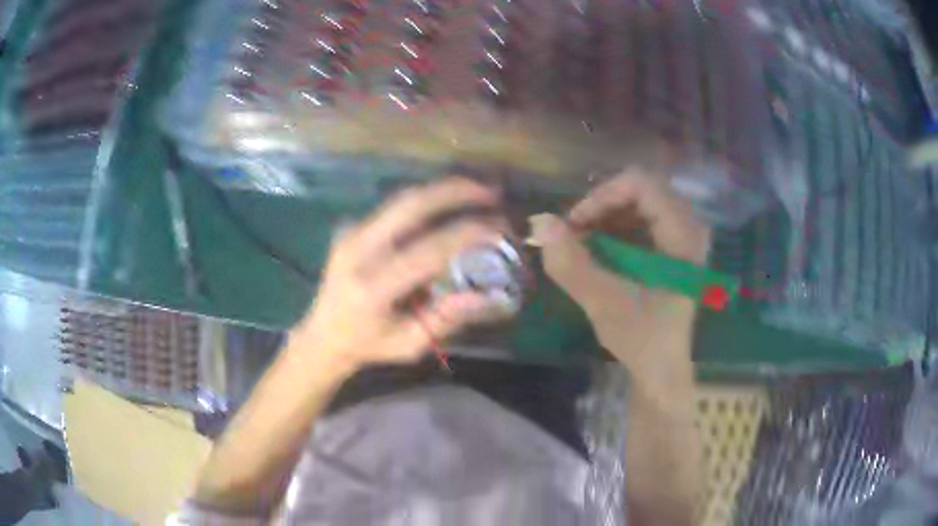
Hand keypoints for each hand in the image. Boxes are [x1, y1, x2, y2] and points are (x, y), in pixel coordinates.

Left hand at [291, 178, 507, 374]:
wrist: (323, 334)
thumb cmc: (369, 345)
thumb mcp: (411, 344)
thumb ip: (447, 319)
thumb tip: (490, 295)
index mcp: (372, 287)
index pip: (427, 250)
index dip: (467, 234)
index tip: (499, 228)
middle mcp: (358, 251)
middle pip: (410, 205)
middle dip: (455, 192)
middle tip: (491, 192)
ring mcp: (351, 234)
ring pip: (402, 198)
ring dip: (442, 190)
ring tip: (476, 191)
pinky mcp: (350, 227)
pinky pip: (394, 207)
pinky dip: (426, 201)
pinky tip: (448, 205)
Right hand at [531, 169, 709, 376]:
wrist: (663, 371)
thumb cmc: (642, 340)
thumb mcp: (604, 303)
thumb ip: (572, 263)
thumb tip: (539, 221)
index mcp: (683, 235)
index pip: (641, 185)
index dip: (602, 197)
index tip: (573, 226)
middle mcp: (689, 227)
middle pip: (639, 190)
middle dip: (600, 207)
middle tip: (574, 234)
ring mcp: (682, 236)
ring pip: (638, 203)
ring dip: (605, 218)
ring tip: (581, 243)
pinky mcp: (672, 247)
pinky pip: (641, 219)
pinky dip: (614, 229)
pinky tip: (597, 251)